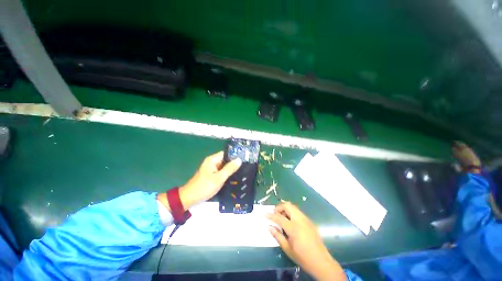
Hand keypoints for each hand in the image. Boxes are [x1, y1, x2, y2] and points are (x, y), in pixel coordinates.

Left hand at [178, 151, 240, 208]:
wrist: (189, 198)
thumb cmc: (204, 187)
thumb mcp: (219, 178)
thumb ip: (229, 168)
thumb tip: (239, 160)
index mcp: (213, 160)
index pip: (226, 153)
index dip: (235, 155)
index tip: (245, 159)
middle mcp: (212, 162)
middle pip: (226, 159)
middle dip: (234, 163)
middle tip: (246, 167)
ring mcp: (212, 168)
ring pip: (224, 166)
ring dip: (231, 169)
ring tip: (243, 171)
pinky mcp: (212, 174)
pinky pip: (221, 171)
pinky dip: (227, 173)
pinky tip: (234, 177)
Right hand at [266, 202, 346, 280]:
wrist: (321, 262)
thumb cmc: (302, 257)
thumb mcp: (287, 249)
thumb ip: (277, 235)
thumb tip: (269, 226)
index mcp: (293, 228)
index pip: (279, 217)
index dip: (271, 215)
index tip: (265, 215)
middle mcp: (299, 220)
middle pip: (287, 205)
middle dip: (279, 207)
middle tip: (274, 214)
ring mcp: (305, 219)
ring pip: (293, 207)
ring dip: (285, 209)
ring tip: (281, 217)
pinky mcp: (309, 221)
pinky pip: (298, 211)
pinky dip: (291, 212)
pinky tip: (290, 221)